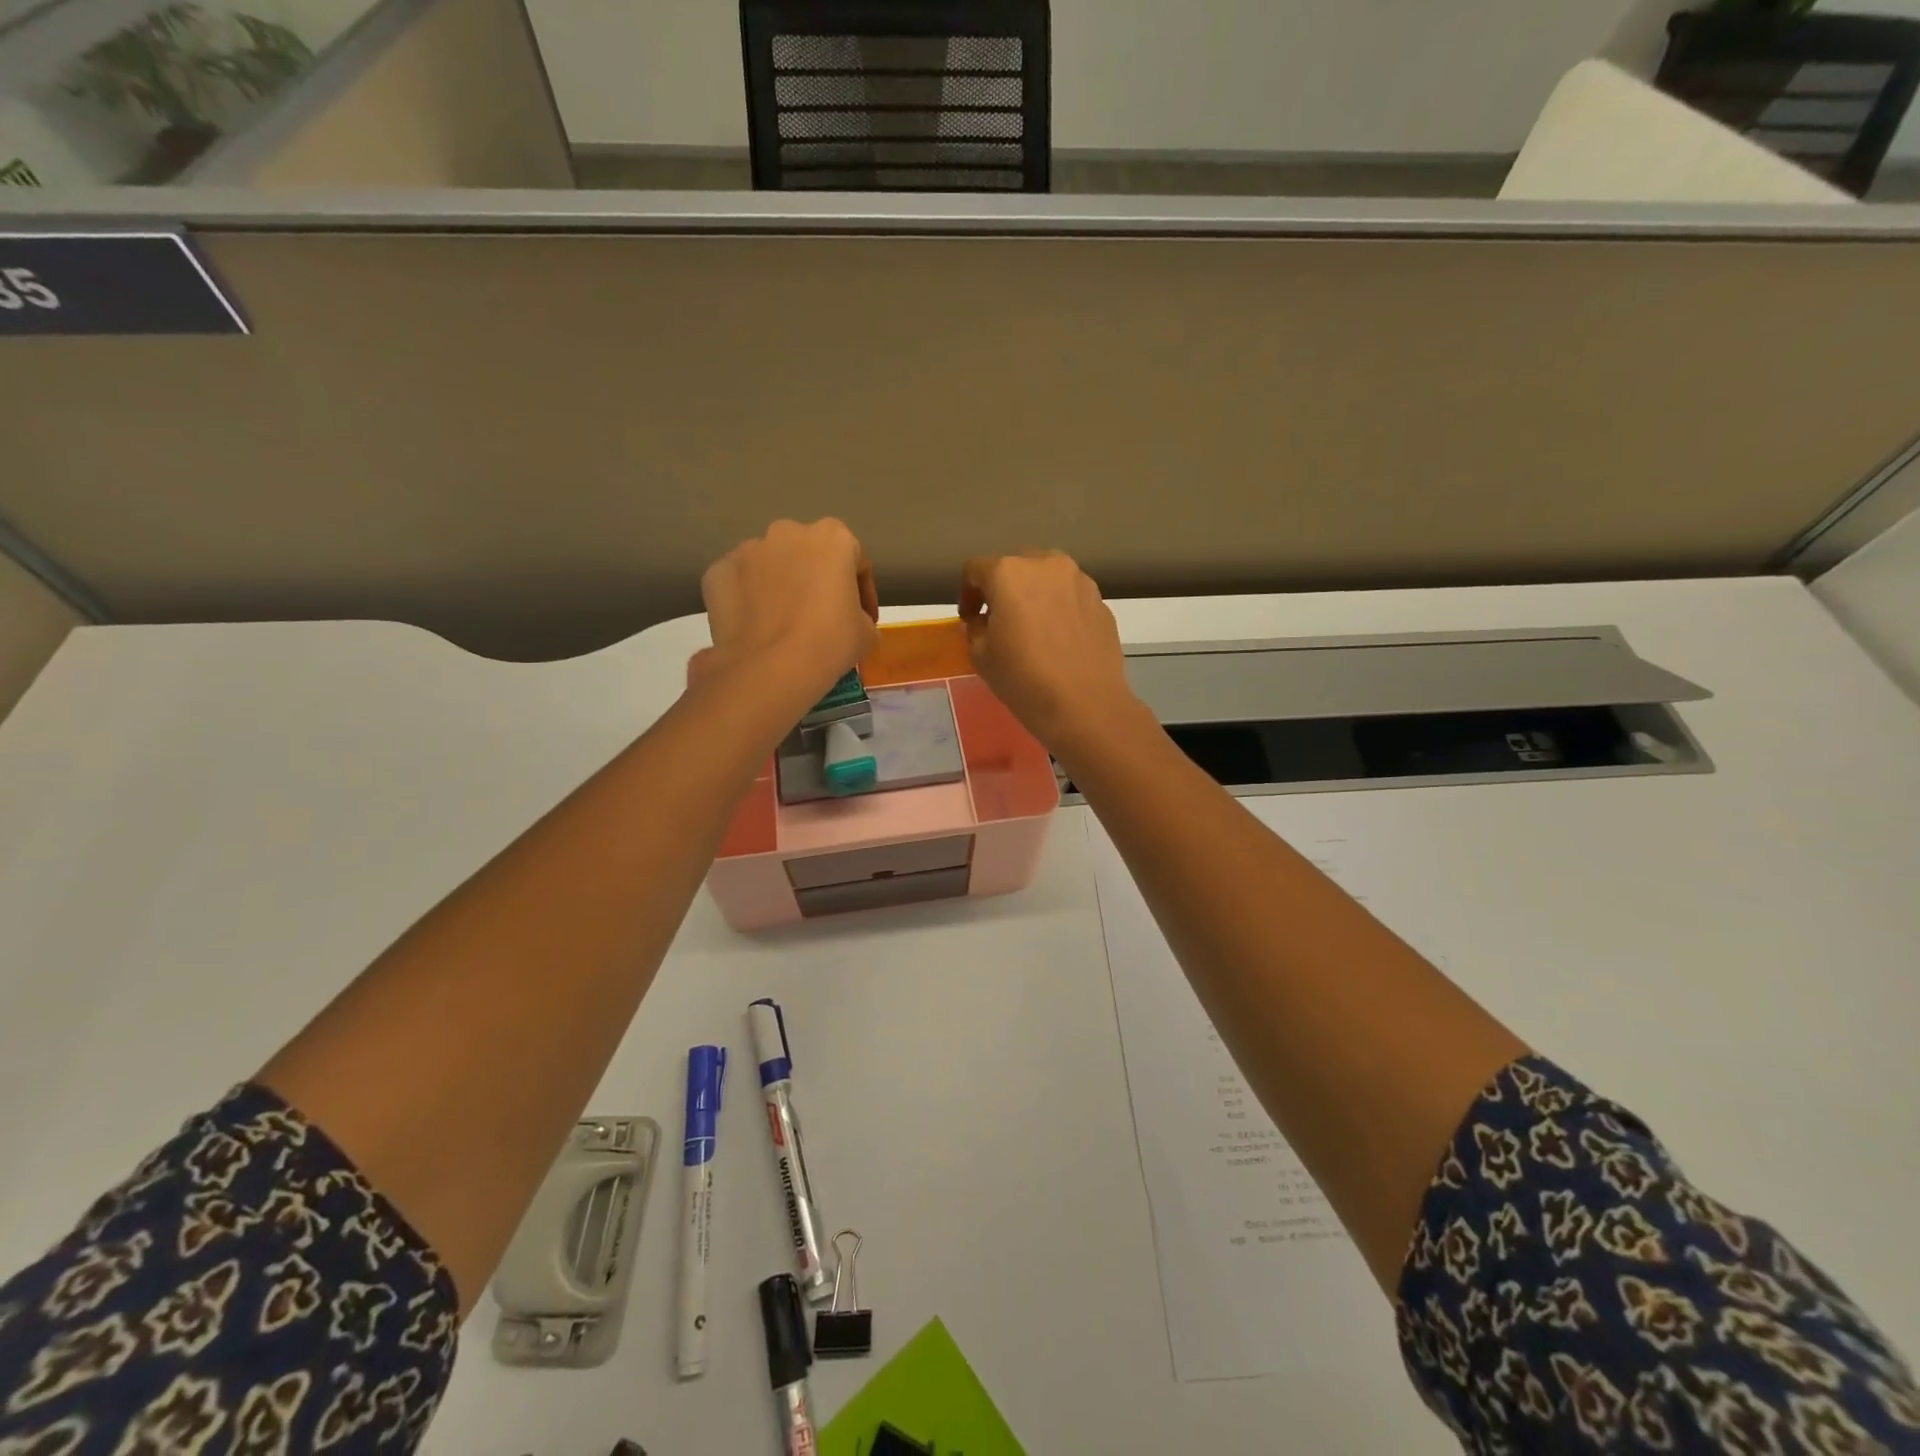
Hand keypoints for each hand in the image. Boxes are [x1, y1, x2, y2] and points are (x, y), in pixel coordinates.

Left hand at [700, 520, 878, 701]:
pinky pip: (740, 583)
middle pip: (809, 554)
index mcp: (833, 538)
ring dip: (779, 586)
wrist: (770, 668)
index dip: (862, 592)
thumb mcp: (867, 632)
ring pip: (770, 565)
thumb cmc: (829, 643)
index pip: (855, 560)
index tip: (862, 619)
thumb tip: (851, 621)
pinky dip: (747, 599)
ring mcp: (748, 549)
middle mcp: (788, 532)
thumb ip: (861, 615)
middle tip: (819, 617)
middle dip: (815, 580)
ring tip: (782, 624)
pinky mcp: (717, 571)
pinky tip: (755, 627)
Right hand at [959, 551, 1143, 753]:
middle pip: (1016, 567)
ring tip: (1033, 628)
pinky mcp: (1102, 602)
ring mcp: (1080, 581)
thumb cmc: (1023, 678)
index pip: (976, 570)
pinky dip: (1060, 610)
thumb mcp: (981, 656)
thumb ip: (975, 629)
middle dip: (1004, 590)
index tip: (970, 619)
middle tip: (1000, 620)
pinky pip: (1071, 598)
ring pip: (1048, 579)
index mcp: (1009, 572)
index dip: (967, 593)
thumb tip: (982, 622)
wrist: (1085, 704)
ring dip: (1035, 596)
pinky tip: (1059, 640)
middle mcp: (1046, 565)